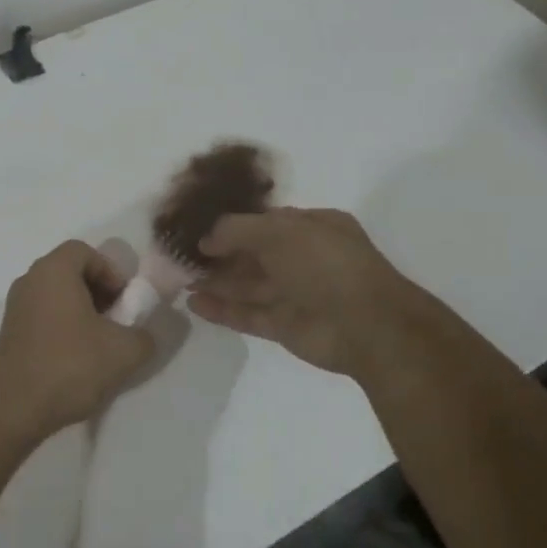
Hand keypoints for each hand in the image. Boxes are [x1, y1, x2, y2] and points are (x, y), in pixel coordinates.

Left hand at [0, 241, 155, 440]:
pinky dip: (63, 326)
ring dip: (82, 311)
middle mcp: (29, 280)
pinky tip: (76, 359)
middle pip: (70, 271)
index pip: (85, 251)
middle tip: (117, 321)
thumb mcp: (123, 351)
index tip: (124, 301)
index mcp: (52, 271)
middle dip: (99, 291)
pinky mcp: (9, 333)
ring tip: (100, 343)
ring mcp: (14, 307)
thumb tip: (144, 333)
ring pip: (56, 295)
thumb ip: (144, 334)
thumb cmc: (70, 366)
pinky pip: (42, 315)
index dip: (111, 271)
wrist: (13, 409)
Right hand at [187, 207, 409, 376]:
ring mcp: (295, 294)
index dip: (233, 224)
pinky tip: (193, 303)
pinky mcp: (285, 326)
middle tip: (182, 255)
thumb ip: (236, 229)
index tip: (199, 227)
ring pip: (248, 285)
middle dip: (220, 255)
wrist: (367, 325)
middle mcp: (304, 258)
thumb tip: (206, 239)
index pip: (266, 221)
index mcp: (313, 228)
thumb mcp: (278, 230)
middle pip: (253, 254)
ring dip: (216, 282)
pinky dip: (222, 309)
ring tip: (179, 279)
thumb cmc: (325, 263)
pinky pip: (248, 314)